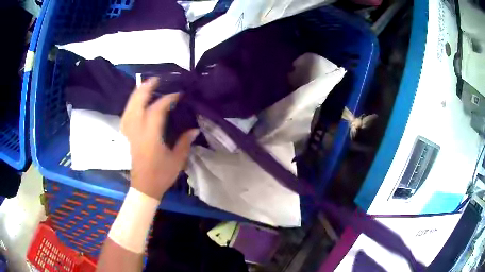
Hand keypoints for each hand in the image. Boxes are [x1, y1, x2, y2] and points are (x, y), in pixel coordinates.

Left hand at [121, 77, 198, 199]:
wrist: (144, 188)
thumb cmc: (161, 175)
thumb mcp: (177, 160)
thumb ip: (184, 142)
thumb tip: (194, 128)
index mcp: (150, 137)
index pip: (157, 110)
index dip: (167, 99)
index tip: (178, 94)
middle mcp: (136, 131)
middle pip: (137, 103)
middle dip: (146, 89)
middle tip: (156, 79)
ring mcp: (129, 133)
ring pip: (128, 108)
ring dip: (137, 94)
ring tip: (145, 86)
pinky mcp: (126, 136)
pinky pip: (126, 115)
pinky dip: (131, 105)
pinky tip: (136, 102)